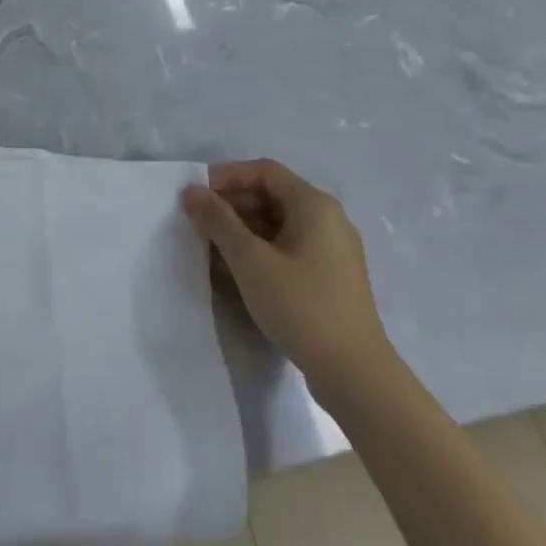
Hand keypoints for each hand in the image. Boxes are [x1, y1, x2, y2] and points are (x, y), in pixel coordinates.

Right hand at [182, 159, 392, 399]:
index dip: (227, 177)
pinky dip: (260, 249)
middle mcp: (328, 219)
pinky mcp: (330, 276)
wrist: (354, 373)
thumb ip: (218, 221)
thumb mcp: (249, 260)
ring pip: (278, 223)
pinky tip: (236, 271)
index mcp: (314, 205)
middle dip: (231, 204)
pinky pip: (288, 247)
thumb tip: (192, 191)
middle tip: (198, 224)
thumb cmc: (300, 305)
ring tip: (210, 249)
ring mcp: (332, 249)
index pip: (264, 171)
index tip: (196, 197)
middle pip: (271, 195)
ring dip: (242, 229)